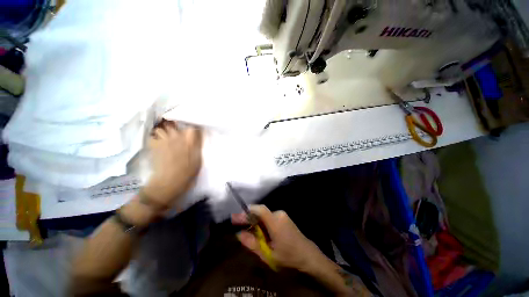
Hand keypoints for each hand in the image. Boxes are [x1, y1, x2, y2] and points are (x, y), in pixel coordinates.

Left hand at [143, 120, 202, 208]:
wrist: (170, 181)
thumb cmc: (188, 171)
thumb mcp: (198, 158)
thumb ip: (196, 145)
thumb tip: (196, 135)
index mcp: (190, 140)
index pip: (192, 127)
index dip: (192, 126)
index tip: (193, 129)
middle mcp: (177, 137)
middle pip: (174, 124)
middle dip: (175, 126)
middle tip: (177, 130)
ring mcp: (164, 140)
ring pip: (161, 128)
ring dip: (163, 131)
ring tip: (165, 136)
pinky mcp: (154, 146)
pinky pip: (152, 136)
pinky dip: (153, 137)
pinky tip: (157, 142)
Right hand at [232, 205, 322, 271]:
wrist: (308, 256)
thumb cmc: (288, 257)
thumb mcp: (267, 254)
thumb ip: (252, 243)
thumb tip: (239, 234)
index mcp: (275, 222)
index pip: (259, 209)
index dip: (247, 211)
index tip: (236, 217)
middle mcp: (279, 214)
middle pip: (260, 212)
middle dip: (249, 217)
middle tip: (238, 224)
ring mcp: (283, 215)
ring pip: (264, 215)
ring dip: (256, 221)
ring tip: (249, 230)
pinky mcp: (284, 217)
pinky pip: (270, 217)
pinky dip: (262, 222)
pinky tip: (260, 231)